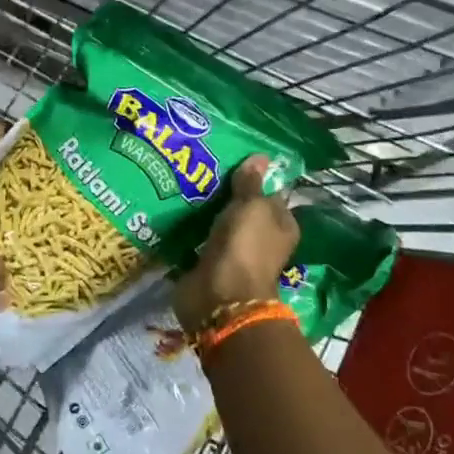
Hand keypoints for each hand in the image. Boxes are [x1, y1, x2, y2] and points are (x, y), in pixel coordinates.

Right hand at [172, 155, 298, 334]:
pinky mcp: (207, 265)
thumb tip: (261, 157)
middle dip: (223, 193)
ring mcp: (232, 254)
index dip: (254, 178)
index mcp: (281, 226)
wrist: (219, 296)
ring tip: (181, 182)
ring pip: (217, 225)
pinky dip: (187, 230)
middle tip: (199, 167)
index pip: (270, 194)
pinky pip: (197, 241)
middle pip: (241, 210)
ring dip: (203, 211)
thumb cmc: (245, 246)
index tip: (230, 158)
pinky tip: (172, 210)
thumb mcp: (252, 205)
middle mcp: (260, 240)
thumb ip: (251, 182)